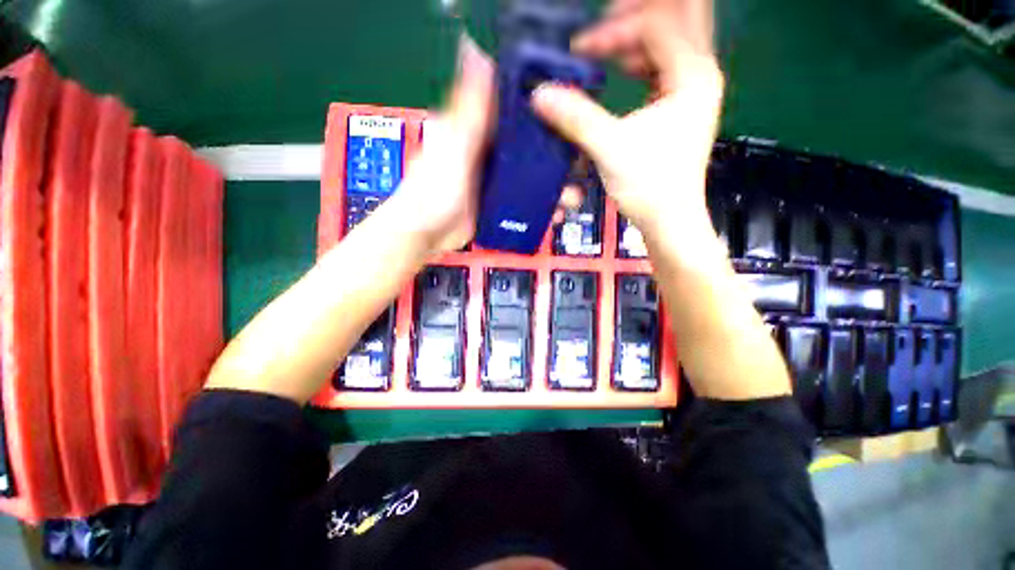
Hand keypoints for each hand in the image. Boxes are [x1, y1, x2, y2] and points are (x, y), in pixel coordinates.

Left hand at [391, 36, 584, 254]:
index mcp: (474, 130)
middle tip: (576, 161)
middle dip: (551, 152)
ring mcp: (492, 178)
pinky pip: (522, 198)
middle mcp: (486, 151)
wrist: (427, 235)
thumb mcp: (451, 148)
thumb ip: (469, 111)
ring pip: (527, 174)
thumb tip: (478, 56)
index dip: (537, 108)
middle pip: (525, 145)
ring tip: (570, 193)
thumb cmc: (432, 191)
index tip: (566, 111)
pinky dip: (538, 203)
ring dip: (549, 183)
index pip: (510, 110)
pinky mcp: (495, 201)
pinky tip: (553, 210)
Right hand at [532, 0, 723, 248]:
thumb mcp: (610, 148)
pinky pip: (664, 64)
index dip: (613, 32)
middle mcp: (700, 72)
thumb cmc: (649, 186)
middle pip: (679, 17)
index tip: (579, 52)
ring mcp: (692, 89)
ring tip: (605, 45)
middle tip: (604, 20)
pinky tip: (621, 68)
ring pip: (672, 39)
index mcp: (692, 74)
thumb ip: (576, 117)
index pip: (655, 25)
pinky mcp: (681, 106)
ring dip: (638, 36)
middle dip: (637, 16)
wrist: (669, 220)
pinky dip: (641, 59)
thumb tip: (539, 95)